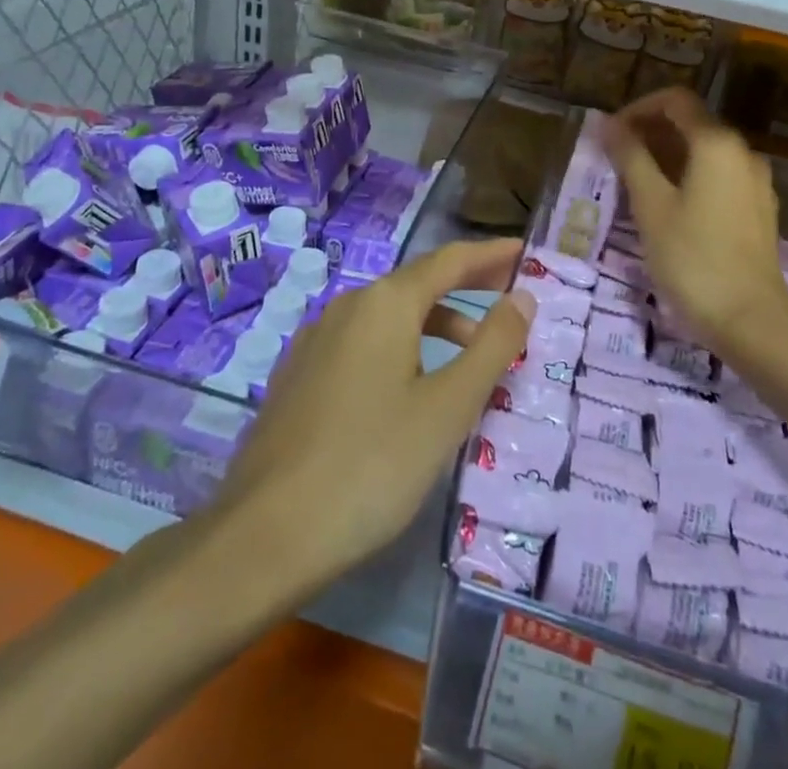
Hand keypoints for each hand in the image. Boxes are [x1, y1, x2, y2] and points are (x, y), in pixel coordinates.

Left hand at [212, 239, 532, 592]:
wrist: (263, 536)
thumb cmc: (371, 465)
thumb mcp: (448, 407)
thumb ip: (492, 347)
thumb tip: (522, 296)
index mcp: (385, 303)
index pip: (450, 260)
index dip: (490, 255)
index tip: (524, 251)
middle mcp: (348, 307)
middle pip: (418, 283)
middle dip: (466, 287)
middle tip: (509, 298)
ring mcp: (316, 341)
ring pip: (389, 317)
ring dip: (436, 324)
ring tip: (471, 358)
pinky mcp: (299, 376)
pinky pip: (363, 344)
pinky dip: (401, 348)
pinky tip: (409, 387)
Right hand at [603, 88, 787, 365]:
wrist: (751, 321)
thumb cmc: (693, 258)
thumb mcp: (651, 205)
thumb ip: (630, 157)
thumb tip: (608, 124)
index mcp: (717, 143)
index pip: (675, 100)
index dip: (638, 108)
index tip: (611, 133)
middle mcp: (742, 152)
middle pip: (692, 123)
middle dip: (651, 132)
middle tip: (616, 158)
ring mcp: (756, 181)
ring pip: (705, 151)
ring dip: (668, 156)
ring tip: (635, 183)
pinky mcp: (758, 208)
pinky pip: (719, 175)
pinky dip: (690, 176)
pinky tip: (668, 205)